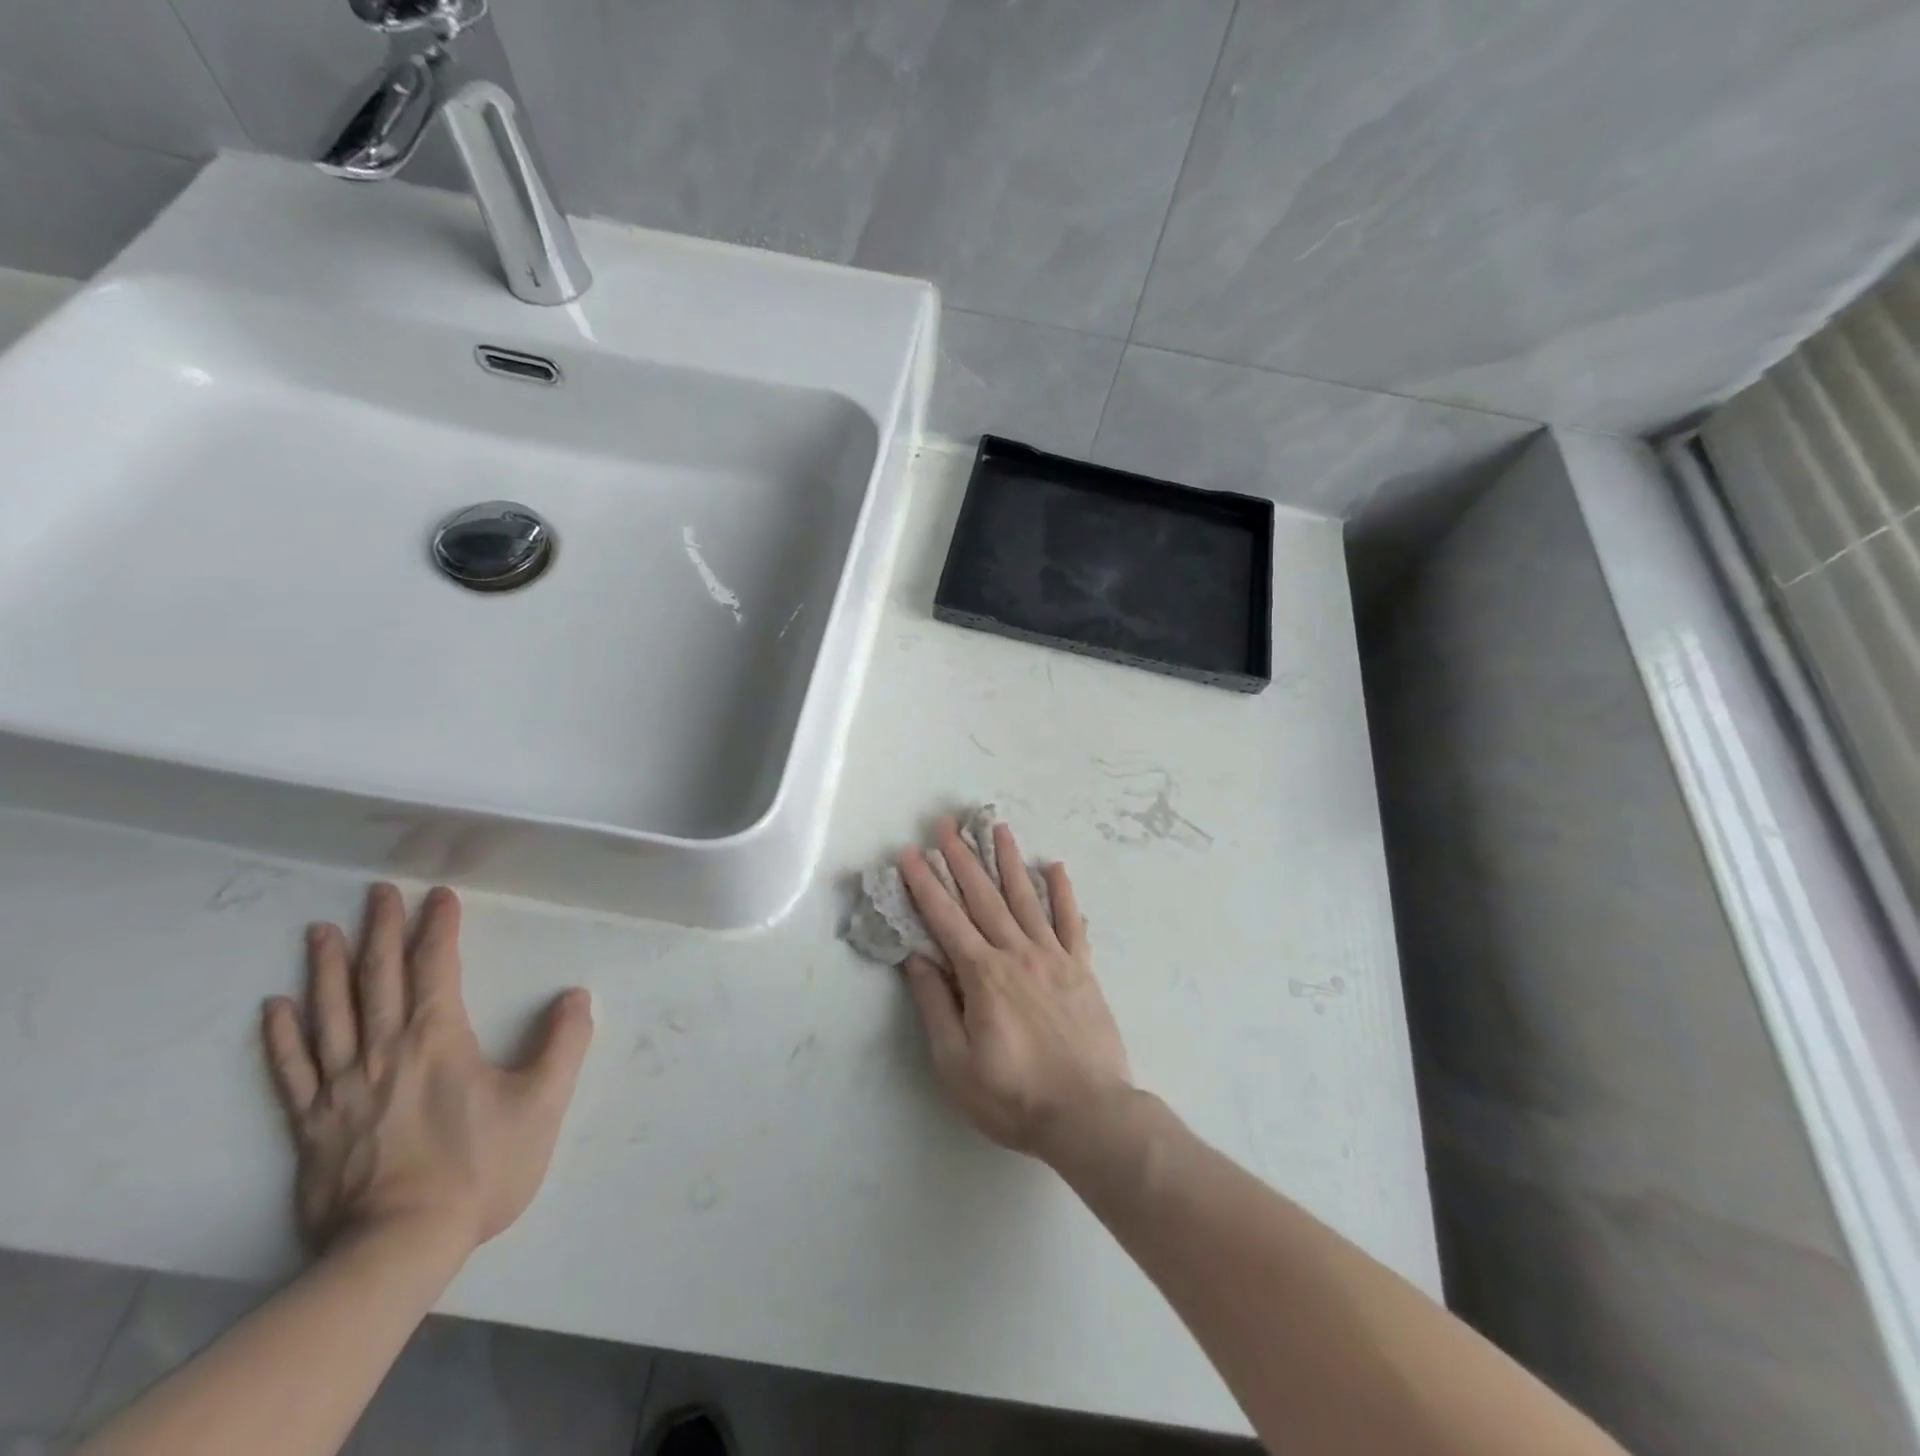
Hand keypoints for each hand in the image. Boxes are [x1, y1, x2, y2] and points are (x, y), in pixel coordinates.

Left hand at [261, 883, 593, 1258]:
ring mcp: (340, 1088)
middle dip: (381, 931)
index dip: (439, 928)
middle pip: (378, 979)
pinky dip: (282, 1037)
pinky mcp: (311, 1126)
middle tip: (378, 892)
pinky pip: (291, 1072)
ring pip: (330, 1014)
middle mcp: (383, 1051)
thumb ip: (563, 1045)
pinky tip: (276, 1008)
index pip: (436, 968)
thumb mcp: (541, 1105)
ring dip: (327, 969)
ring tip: (322, 931)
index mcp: (437, 1040)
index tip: (439, 895)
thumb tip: (576, 996)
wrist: (398, 1249)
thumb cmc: (478, 1169)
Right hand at [898, 819, 1131, 1163]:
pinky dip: (1063, 893)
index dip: (924, 884)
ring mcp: (1053, 957)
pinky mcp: (1082, 968)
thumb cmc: (1014, 1096)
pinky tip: (1055, 867)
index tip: (909, 853)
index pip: (945, 919)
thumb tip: (917, 959)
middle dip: (960, 858)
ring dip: (1008, 861)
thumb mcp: (956, 1063)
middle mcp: (1016, 953)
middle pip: (983, 897)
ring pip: (1025, 898)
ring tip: (997, 827)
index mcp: (982, 976)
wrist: (1089, 1114)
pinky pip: (1070, 922)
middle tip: (947, 823)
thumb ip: (936, 1006)